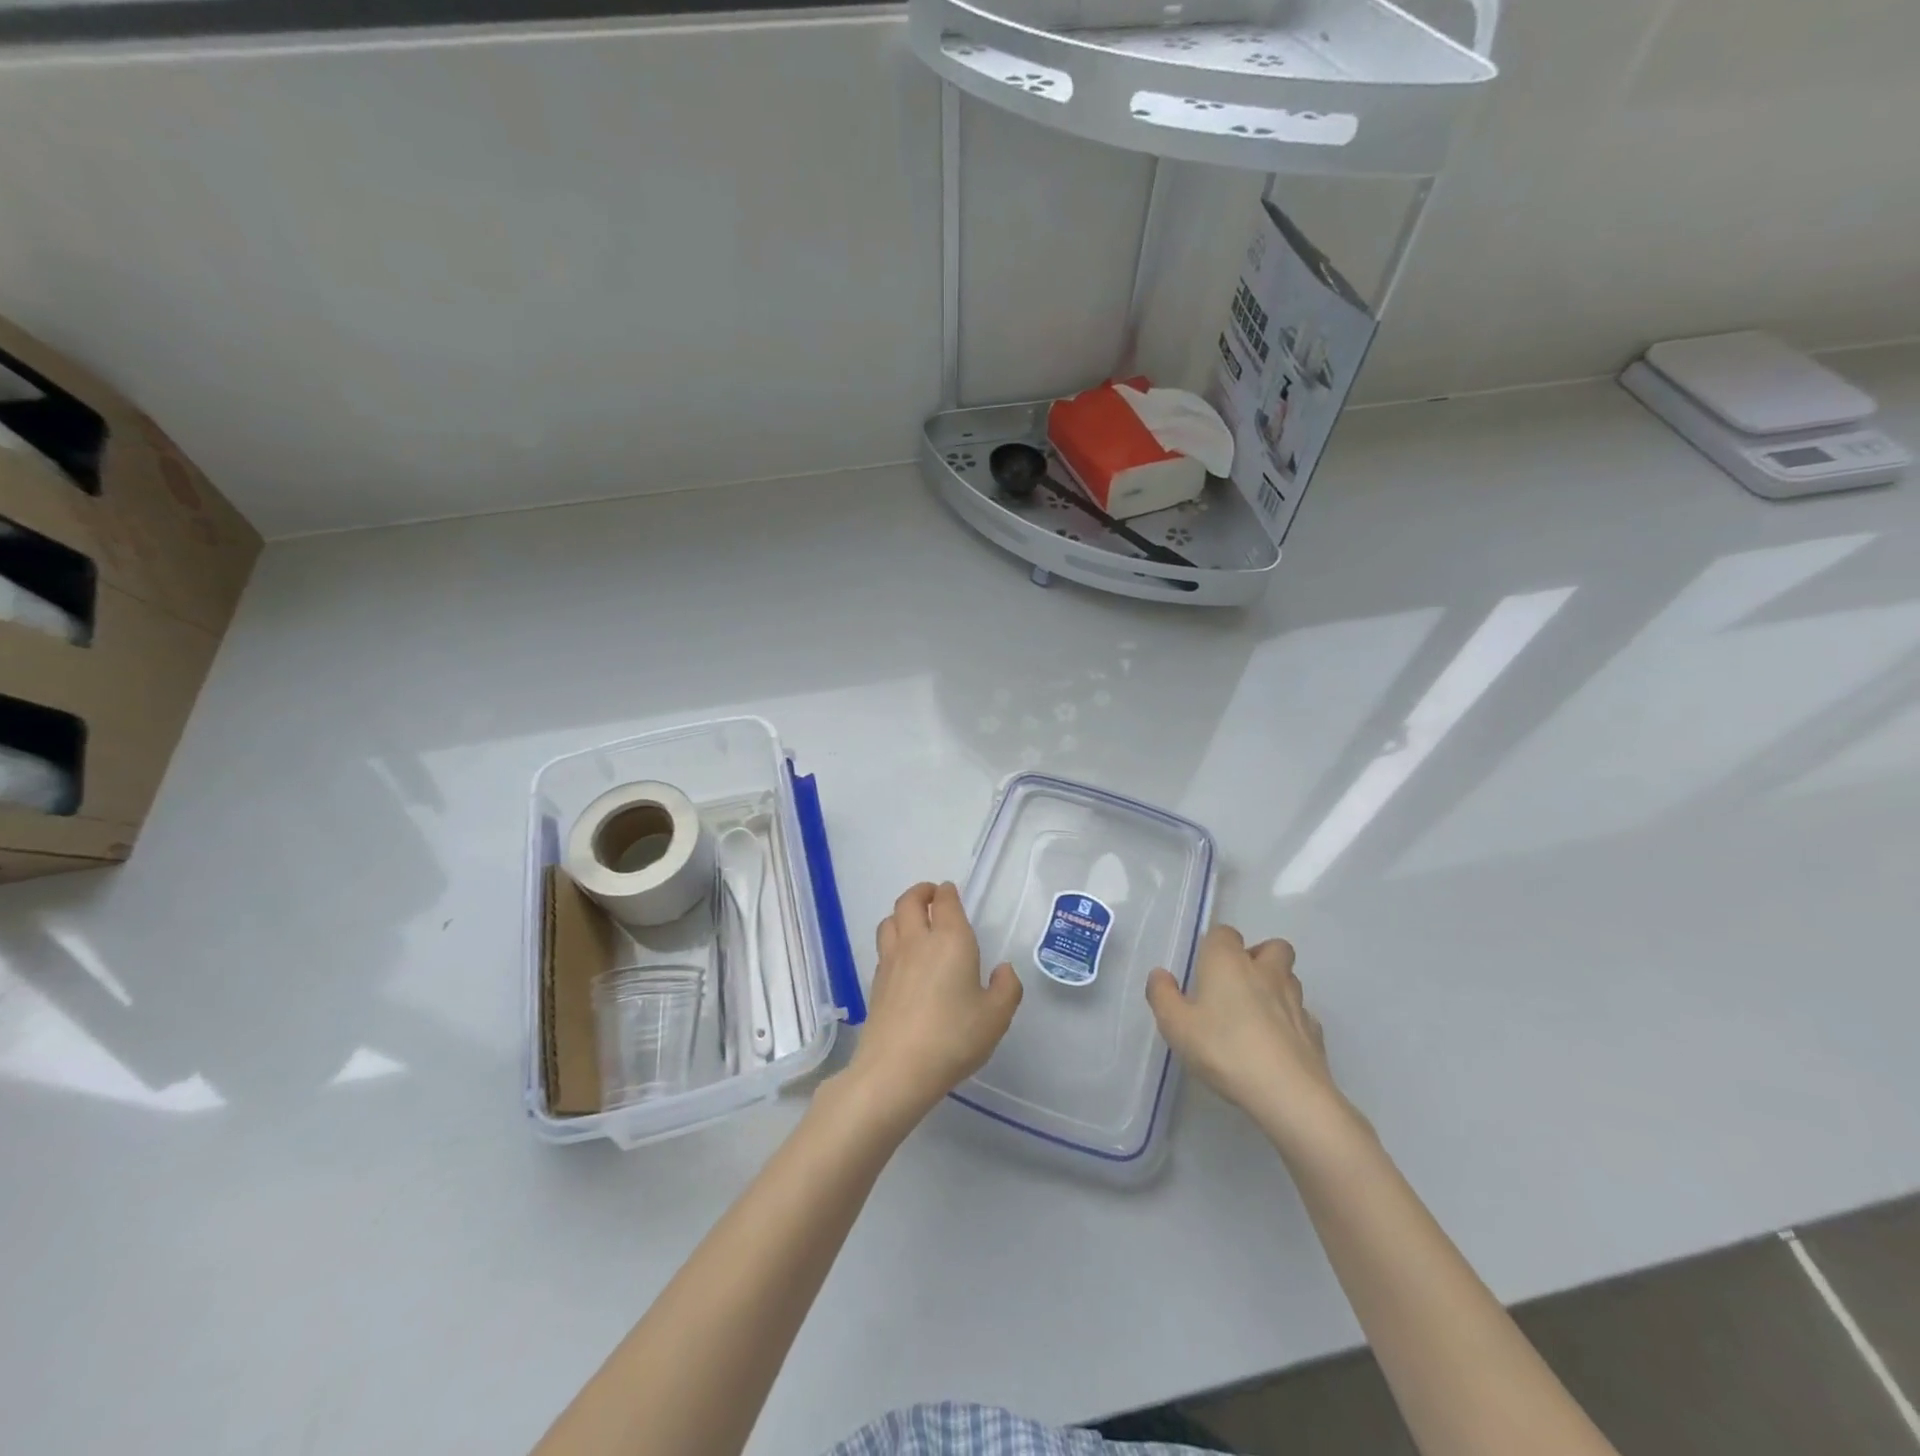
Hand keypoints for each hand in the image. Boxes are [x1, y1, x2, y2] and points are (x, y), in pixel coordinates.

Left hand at [842, 882, 1022, 1129]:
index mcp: (951, 940)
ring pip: (890, 921)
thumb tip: (1003, 969)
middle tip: (931, 896)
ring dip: (901, 913)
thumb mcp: (996, 1017)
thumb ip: (1006, 988)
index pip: (945, 902)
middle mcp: (917, 941)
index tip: (950, 892)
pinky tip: (903, 959)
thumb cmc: (953, 1037)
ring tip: (913, 922)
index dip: (947, 893)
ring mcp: (891, 961)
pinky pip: (883, 947)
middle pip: (909, 901)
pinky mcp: (876, 982)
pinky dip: (893, 941)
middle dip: (921, 892)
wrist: (896, 1069)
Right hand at [1147, 927, 1356, 1156]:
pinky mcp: (1315, 1031)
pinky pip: (1302, 1014)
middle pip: (1272, 947)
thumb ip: (1162, 996)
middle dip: (1258, 957)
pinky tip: (1276, 1043)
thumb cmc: (1224, 1049)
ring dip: (1276, 986)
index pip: (1224, 933)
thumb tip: (1160, 975)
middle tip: (1237, 984)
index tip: (1203, 970)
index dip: (1214, 946)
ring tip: (1256, 1014)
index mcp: (1228, 962)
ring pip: (1290, 978)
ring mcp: (1296, 1001)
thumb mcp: (1176, 1026)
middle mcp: (1265, 971)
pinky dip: (1291, 1021)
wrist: (1288, 1093)